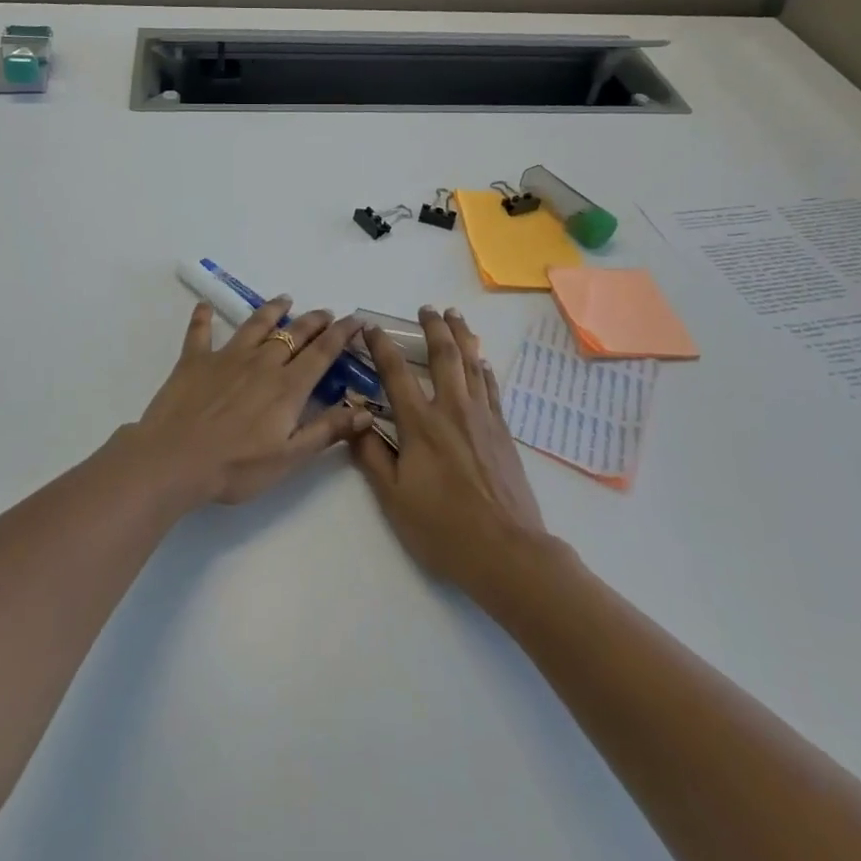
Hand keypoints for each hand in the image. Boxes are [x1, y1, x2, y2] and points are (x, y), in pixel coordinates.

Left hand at [126, 297, 372, 507]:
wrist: (174, 460)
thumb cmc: (236, 466)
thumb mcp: (290, 457)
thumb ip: (327, 430)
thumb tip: (365, 411)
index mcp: (287, 386)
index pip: (322, 353)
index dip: (341, 334)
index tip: (356, 320)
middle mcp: (261, 363)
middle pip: (293, 334)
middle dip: (313, 321)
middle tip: (325, 313)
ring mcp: (226, 358)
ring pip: (255, 325)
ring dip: (272, 310)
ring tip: (284, 299)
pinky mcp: (194, 361)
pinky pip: (200, 333)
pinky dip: (202, 318)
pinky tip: (203, 306)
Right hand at [350, 307, 550, 595]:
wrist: (508, 552)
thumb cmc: (443, 528)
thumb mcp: (394, 498)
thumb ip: (371, 456)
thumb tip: (352, 422)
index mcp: (421, 424)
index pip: (396, 372)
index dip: (381, 346)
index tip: (371, 327)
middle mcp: (453, 410)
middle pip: (444, 355)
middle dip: (433, 327)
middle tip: (427, 308)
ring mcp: (483, 418)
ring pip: (472, 363)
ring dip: (462, 336)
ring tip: (456, 316)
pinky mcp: (503, 432)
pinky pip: (491, 388)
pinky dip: (483, 368)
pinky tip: (482, 361)